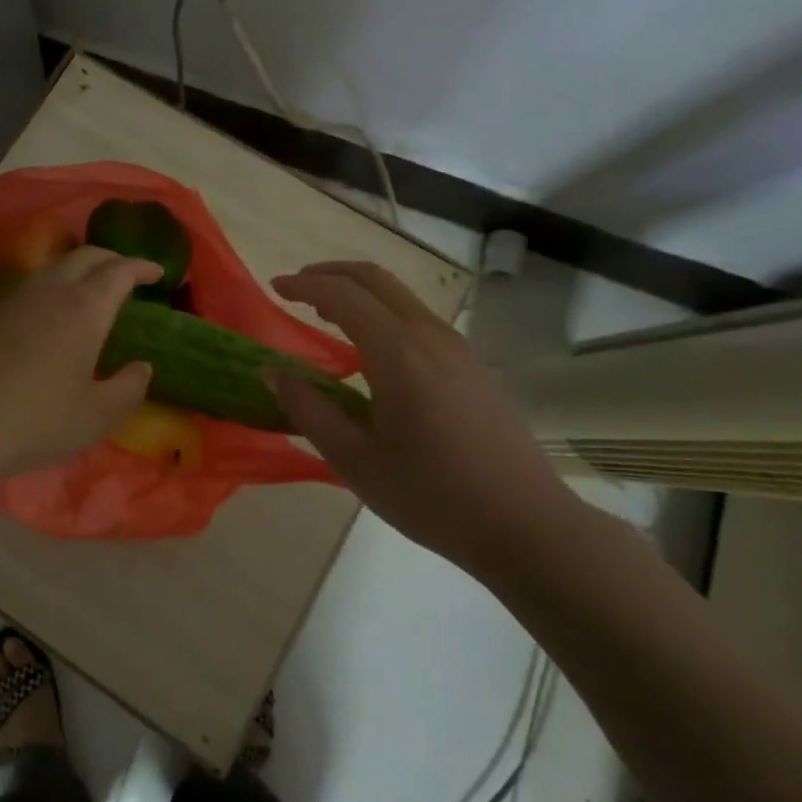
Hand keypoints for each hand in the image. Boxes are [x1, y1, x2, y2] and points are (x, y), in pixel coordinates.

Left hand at [0, 246, 160, 493]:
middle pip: (86, 255)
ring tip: (89, 288)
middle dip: (111, 258)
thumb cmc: (38, 420)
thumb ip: (129, 388)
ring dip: (79, 268)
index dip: (141, 266)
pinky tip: (48, 314)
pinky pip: (29, 286)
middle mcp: (50, 291)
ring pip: (54, 266)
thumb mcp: (98, 415)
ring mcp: (15, 298)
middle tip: (126, 273)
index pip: (119, 271)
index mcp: (85, 308)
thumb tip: (143, 366)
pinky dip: (51, 287)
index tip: (157, 272)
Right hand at [269, 261, 576, 577]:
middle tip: (296, 289)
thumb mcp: (355, 460)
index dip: (303, 285)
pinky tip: (373, 350)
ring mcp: (458, 347)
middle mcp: (429, 335)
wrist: (529, 527)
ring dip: (358, 292)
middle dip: (330, 274)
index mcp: (398, 352)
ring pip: (400, 295)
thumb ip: (308, 409)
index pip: (341, 295)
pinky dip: (383, 313)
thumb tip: (272, 370)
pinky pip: (419, 318)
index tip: (274, 288)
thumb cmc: (432, 496)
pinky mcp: (474, 365)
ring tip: (327, 316)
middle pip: (373, 278)